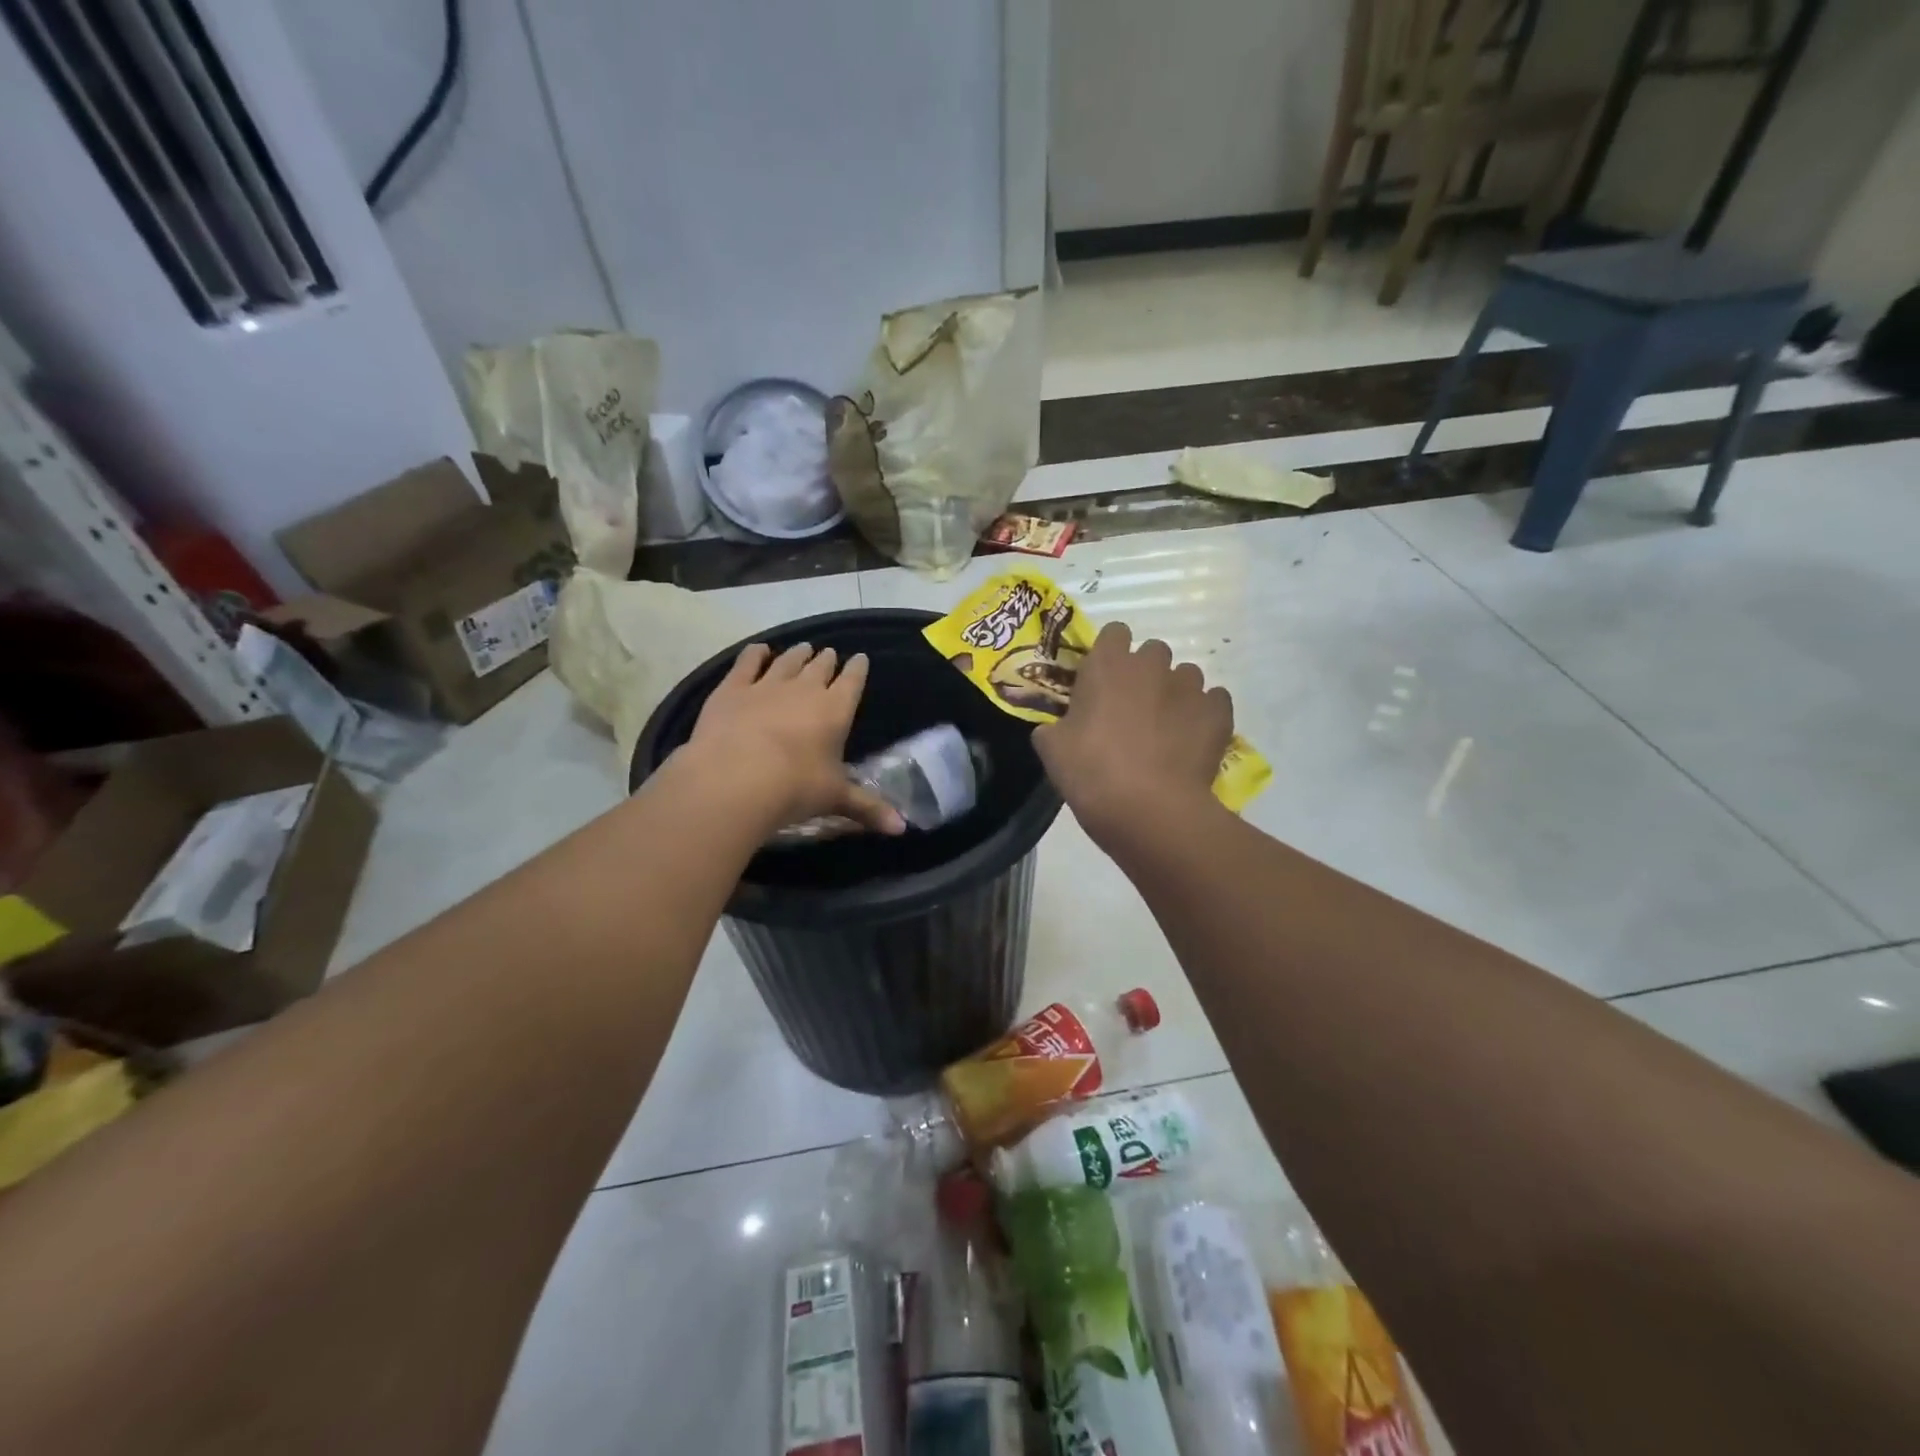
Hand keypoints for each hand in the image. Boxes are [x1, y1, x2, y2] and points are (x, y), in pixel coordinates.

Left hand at [683, 643, 905, 835]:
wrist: (734, 779)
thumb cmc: (795, 788)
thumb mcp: (835, 799)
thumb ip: (868, 808)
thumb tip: (902, 828)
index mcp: (836, 710)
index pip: (852, 681)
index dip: (858, 669)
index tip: (860, 659)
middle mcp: (804, 689)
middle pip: (820, 667)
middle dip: (827, 660)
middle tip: (829, 654)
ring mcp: (766, 685)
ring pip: (787, 661)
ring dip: (797, 654)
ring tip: (803, 649)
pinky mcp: (732, 688)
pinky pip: (747, 663)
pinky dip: (755, 654)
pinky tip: (759, 650)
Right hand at [1033, 622, 1231, 845]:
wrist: (1148, 808)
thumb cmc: (1091, 772)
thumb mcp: (1051, 749)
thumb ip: (1054, 727)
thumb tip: (1056, 729)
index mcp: (1107, 665)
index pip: (1114, 633)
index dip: (1110, 654)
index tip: (1103, 681)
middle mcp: (1151, 665)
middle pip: (1153, 652)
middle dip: (1145, 673)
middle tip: (1133, 709)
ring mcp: (1189, 687)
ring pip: (1186, 676)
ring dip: (1175, 693)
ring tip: (1166, 729)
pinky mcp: (1218, 712)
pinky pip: (1213, 701)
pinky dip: (1204, 714)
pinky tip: (1192, 740)